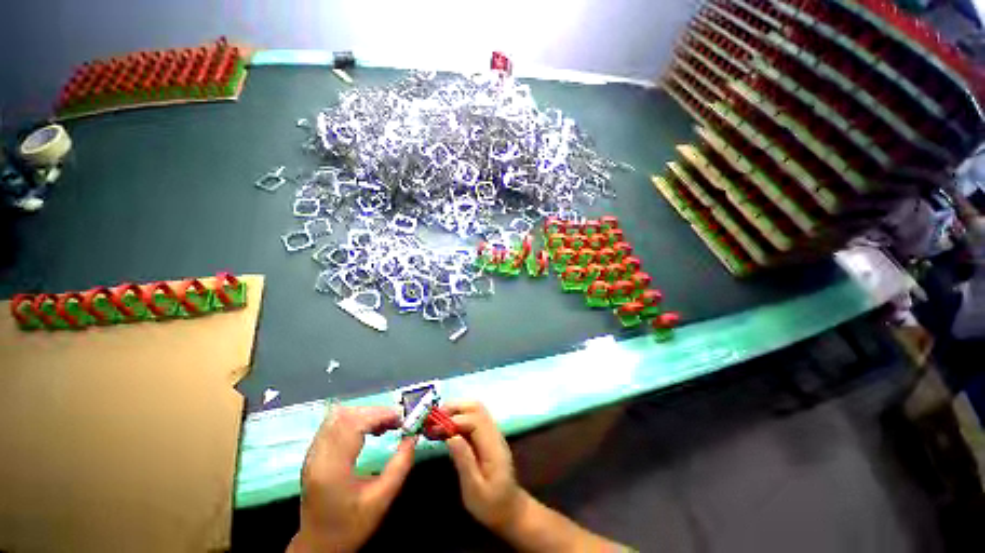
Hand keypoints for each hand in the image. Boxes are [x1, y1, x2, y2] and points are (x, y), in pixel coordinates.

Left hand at [289, 406, 416, 552]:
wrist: (319, 546)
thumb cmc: (350, 526)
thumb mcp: (382, 499)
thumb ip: (401, 464)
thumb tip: (413, 436)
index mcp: (332, 468)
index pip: (354, 425)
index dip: (380, 415)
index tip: (401, 419)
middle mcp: (318, 455)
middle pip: (345, 415)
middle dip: (374, 412)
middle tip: (395, 421)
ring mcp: (312, 454)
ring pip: (338, 416)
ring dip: (364, 414)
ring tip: (384, 425)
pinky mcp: (314, 454)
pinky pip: (334, 424)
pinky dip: (354, 420)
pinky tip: (368, 430)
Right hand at [444, 402, 528, 532]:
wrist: (510, 509)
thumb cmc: (490, 504)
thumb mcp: (474, 489)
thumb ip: (464, 461)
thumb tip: (451, 436)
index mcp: (493, 446)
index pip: (475, 421)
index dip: (454, 420)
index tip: (435, 427)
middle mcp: (495, 434)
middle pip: (477, 408)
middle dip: (455, 408)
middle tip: (434, 417)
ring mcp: (493, 433)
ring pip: (476, 409)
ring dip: (457, 409)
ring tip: (438, 419)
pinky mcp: (488, 436)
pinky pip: (475, 417)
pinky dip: (461, 415)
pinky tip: (448, 425)